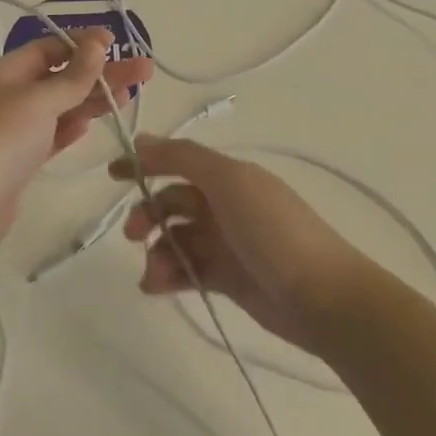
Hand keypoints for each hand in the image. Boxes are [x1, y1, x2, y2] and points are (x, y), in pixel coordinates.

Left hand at [0, 29, 153, 243]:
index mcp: (5, 72)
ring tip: (129, 96)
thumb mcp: (40, 100)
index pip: (49, 47)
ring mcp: (13, 129)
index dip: (83, 44)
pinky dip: (71, 127)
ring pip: (59, 107)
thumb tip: (97, 41)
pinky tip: (91, 125)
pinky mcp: (19, 159)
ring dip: (92, 100)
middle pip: (61, 76)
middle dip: (101, 73)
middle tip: (144, 71)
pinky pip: (51, 134)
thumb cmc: (2, 139)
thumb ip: (73, 74)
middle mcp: (7, 95)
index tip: (117, 43)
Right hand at [112, 138, 377, 356]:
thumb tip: (141, 139)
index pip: (178, 161)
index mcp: (229, 176)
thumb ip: (183, 158)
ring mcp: (226, 243)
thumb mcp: (228, 182)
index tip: (112, 175)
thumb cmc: (274, 230)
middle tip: (134, 234)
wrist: (322, 296)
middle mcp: (225, 204)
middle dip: (148, 214)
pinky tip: (157, 287)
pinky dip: (168, 275)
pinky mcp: (226, 278)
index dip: (145, 164)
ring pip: (175, 239)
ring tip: (154, 274)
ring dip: (156, 251)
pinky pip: (186, 270)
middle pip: (172, 202)